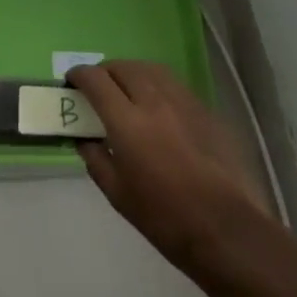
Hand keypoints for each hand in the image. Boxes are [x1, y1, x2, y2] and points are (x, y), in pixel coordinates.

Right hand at [67, 61, 275, 279]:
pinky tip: (156, 106)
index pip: (96, 80)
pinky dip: (155, 84)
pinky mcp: (204, 109)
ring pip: (150, 69)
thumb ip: (96, 159)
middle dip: (104, 72)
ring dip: (131, 72)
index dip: (79, 76)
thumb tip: (85, 139)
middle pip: (123, 67)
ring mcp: (183, 101)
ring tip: (125, 90)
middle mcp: (154, 101)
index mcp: (127, 122)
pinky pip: (173, 84)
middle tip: (97, 88)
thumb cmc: (164, 218)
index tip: (71, 82)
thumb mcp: (118, 194)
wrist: (225, 229)